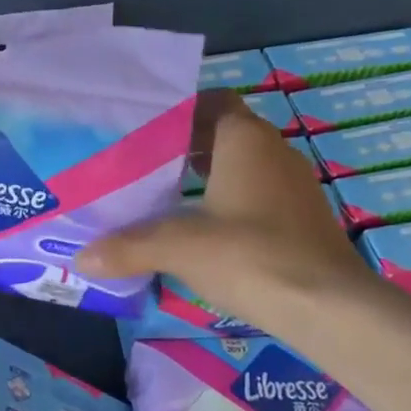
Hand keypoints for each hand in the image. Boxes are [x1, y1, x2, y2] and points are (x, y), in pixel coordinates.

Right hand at [78, 91, 380, 327]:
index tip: (141, 127)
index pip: (211, 102)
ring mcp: (291, 187)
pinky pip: (252, 196)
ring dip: (203, 177)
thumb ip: (127, 247)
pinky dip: (223, 202)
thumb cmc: (251, 255)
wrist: (329, 307)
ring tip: (159, 195)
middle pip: (221, 135)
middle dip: (182, 146)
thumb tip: (81, 258)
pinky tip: (196, 230)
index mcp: (245, 140)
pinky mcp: (298, 220)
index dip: (178, 110)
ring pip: (238, 168)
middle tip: (137, 162)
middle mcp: (272, 153)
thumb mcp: (179, 248)